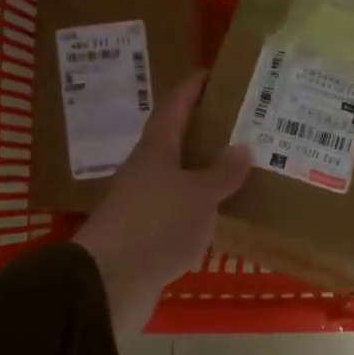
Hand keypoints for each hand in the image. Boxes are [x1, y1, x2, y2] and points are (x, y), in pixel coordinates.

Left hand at [76, 71, 251, 337]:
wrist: (111, 282)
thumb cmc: (157, 224)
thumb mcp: (199, 195)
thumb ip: (222, 172)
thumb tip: (243, 146)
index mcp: (156, 148)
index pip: (175, 105)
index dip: (193, 86)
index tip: (215, 72)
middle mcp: (146, 169)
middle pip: (176, 139)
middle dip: (206, 129)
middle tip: (243, 122)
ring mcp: (144, 202)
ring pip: (179, 175)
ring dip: (205, 169)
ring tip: (241, 165)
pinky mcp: (146, 233)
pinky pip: (180, 208)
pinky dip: (201, 204)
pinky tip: (223, 210)